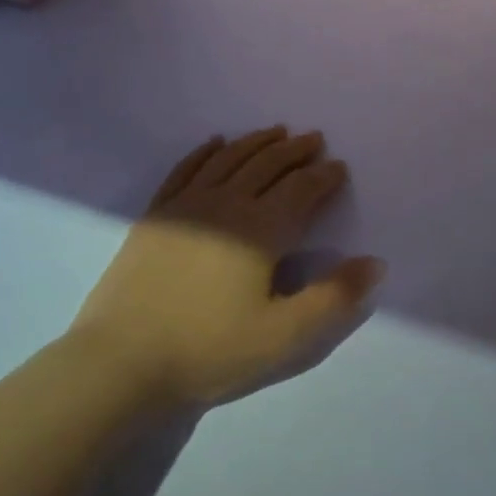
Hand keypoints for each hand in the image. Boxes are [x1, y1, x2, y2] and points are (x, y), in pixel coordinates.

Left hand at [71, 128, 384, 407]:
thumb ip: (333, 297)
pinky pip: (186, 169)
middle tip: (314, 139)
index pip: (301, 190)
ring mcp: (186, 206)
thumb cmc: (209, 349)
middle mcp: (226, 204)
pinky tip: (215, 143)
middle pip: (267, 165)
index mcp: (260, 229)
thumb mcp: (283, 336)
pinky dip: (205, 151)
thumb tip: (375, 262)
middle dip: (295, 150)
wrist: (120, 363)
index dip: (324, 176)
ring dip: (256, 142)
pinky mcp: (156, 215)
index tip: (339, 167)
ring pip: (229, 159)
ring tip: (276, 132)